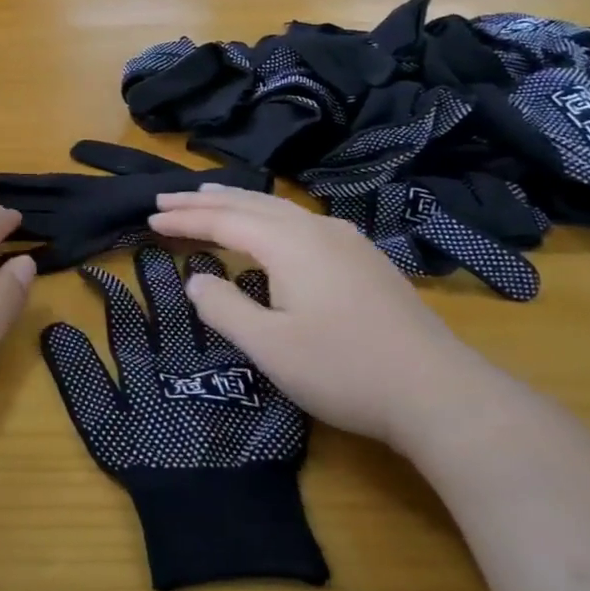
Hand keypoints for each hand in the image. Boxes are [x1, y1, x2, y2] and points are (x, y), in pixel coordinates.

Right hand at [148, 187, 493, 452]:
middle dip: (204, 200)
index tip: (150, 215)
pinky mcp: (364, 259)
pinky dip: (267, 215)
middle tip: (167, 197)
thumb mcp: (270, 347)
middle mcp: (316, 229)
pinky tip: (269, 228)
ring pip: (278, 208)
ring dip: (238, 202)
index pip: (224, 219)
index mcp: (289, 243)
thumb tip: (196, 279)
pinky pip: (300, 221)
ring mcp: (346, 241)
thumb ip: (224, 308)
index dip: (184, 218)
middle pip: (250, 203)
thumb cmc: (345, 370)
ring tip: (208, 198)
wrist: (439, 393)